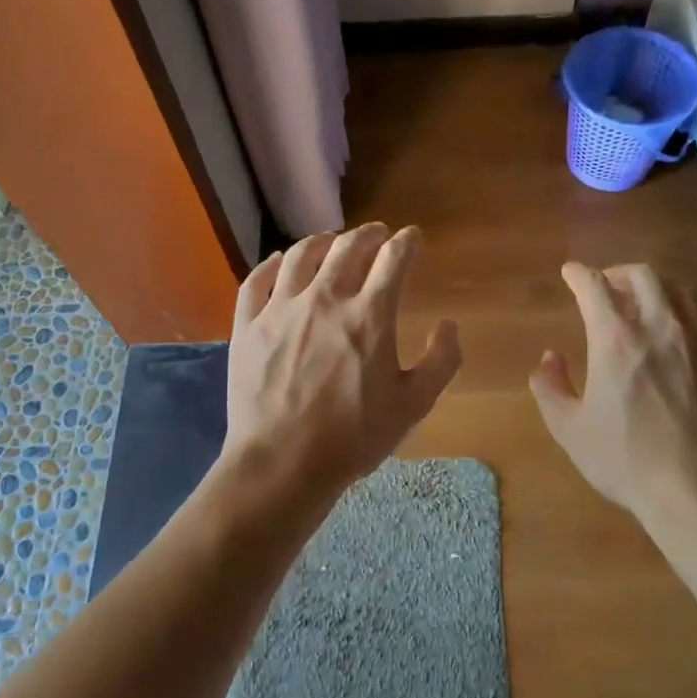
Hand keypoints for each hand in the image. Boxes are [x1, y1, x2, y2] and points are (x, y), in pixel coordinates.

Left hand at [223, 223, 462, 497]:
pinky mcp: (247, 325)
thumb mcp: (414, 405)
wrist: (282, 463)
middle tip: (378, 234)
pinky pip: (257, 280)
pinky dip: (272, 263)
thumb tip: (449, 325)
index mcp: (369, 315)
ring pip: (301, 254)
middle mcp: (325, 299)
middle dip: (369, 234)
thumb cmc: (354, 437)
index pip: (394, 259)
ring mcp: (280, 309)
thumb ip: (441, 361)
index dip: (408, 243)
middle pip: (348, 247)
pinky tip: (281, 261)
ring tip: (332, 241)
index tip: (413, 238)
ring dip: (323, 241)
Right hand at [529, 262, 696, 518]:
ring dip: (656, 289)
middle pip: (642, 276)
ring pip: (680, 291)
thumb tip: (550, 358)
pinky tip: (685, 333)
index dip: (578, 274)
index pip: (593, 286)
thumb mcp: (568, 429)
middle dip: (619, 273)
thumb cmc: (625, 459)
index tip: (570, 272)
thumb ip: (550, 387)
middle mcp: (662, 326)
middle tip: (608, 286)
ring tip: (646, 304)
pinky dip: (689, 315)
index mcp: (616, 338)